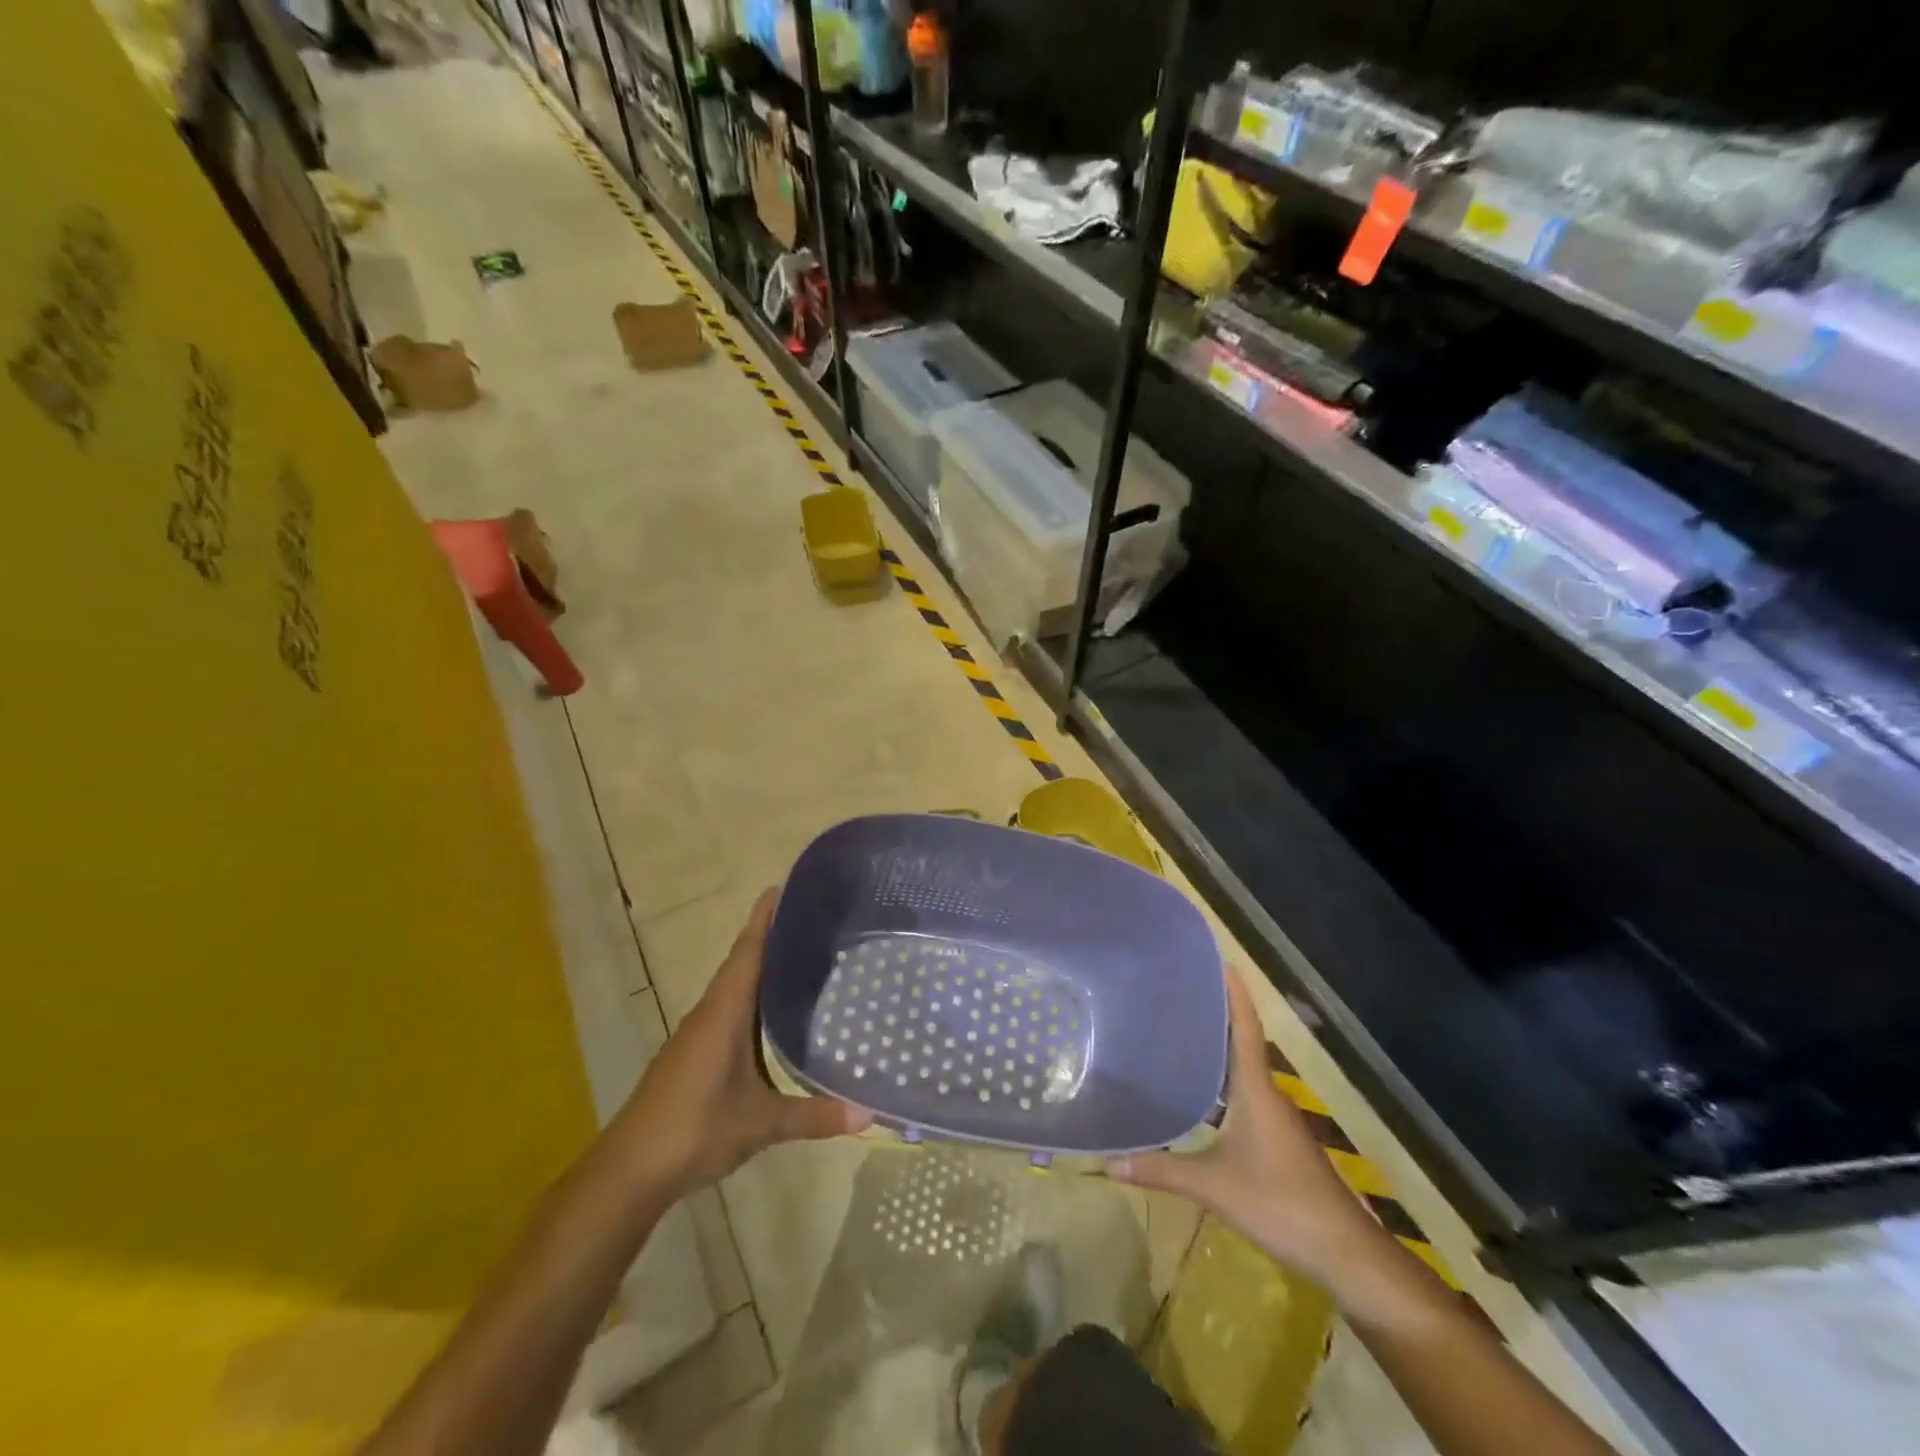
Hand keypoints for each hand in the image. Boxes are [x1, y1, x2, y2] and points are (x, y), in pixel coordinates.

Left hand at [605, 888, 870, 1200]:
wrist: (629, 1170)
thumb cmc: (695, 1129)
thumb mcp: (761, 1124)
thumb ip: (814, 1116)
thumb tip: (869, 1115)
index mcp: (724, 1012)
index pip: (748, 950)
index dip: (765, 917)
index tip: (785, 886)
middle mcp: (710, 1012)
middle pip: (743, 960)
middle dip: (772, 935)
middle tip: (813, 916)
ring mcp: (698, 1033)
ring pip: (734, 986)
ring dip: (762, 966)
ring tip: (803, 954)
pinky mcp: (693, 1053)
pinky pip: (728, 1009)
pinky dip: (752, 996)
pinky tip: (774, 1011)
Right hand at [1107, 967, 1375, 1284]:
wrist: (1343, 1251)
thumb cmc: (1280, 1203)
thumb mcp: (1214, 1187)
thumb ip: (1161, 1171)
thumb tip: (1107, 1162)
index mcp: (1255, 1090)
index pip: (1244, 1028)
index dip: (1234, 993)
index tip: (1220, 959)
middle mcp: (1266, 1094)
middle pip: (1240, 1044)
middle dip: (1214, 1017)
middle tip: (1177, 994)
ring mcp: (1275, 1119)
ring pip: (1240, 1074)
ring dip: (1216, 1054)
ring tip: (1176, 1037)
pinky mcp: (1276, 1141)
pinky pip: (1242, 1098)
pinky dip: (1220, 1087)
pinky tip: (1196, 1099)